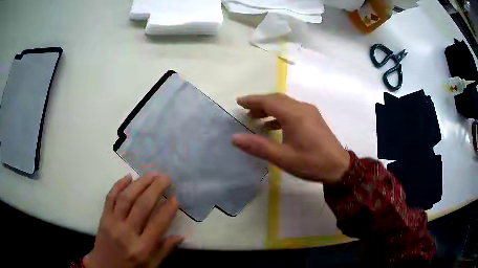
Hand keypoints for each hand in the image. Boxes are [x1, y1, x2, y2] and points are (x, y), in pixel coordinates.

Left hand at [84, 173, 181, 267]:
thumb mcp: (151, 266)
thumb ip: (165, 250)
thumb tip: (180, 236)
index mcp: (142, 248)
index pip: (158, 224)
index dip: (168, 209)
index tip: (176, 197)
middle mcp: (126, 233)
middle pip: (142, 206)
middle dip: (155, 189)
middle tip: (166, 178)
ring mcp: (112, 223)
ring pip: (126, 198)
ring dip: (139, 184)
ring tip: (151, 175)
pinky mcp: (103, 218)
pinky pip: (110, 198)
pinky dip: (118, 185)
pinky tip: (128, 177)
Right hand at [232, 93, 349, 183]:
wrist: (339, 167)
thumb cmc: (311, 162)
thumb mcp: (283, 157)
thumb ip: (258, 147)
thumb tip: (235, 138)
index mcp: (294, 115)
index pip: (269, 101)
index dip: (252, 100)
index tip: (239, 102)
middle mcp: (302, 108)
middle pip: (277, 99)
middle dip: (260, 103)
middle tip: (245, 110)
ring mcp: (310, 112)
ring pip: (286, 104)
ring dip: (270, 108)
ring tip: (256, 118)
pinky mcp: (314, 118)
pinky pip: (293, 110)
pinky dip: (280, 114)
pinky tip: (274, 126)